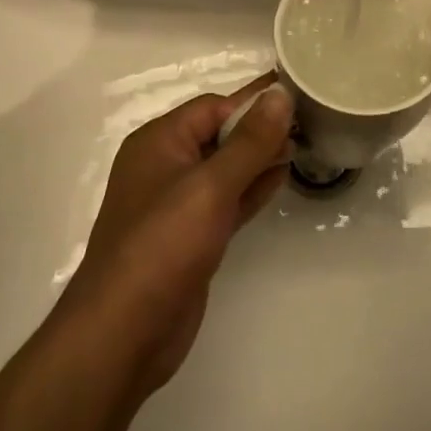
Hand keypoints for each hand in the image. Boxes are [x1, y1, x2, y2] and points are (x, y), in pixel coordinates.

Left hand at [53, 73, 292, 398]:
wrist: (122, 335)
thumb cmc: (163, 246)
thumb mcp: (210, 187)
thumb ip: (250, 141)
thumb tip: (280, 94)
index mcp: (159, 142)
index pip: (213, 108)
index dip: (253, 103)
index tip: (297, 98)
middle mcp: (165, 166)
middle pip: (219, 135)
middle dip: (260, 129)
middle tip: (308, 121)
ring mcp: (177, 204)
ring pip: (226, 169)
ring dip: (260, 157)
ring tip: (302, 144)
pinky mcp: (190, 237)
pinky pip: (226, 200)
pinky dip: (252, 188)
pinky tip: (281, 178)